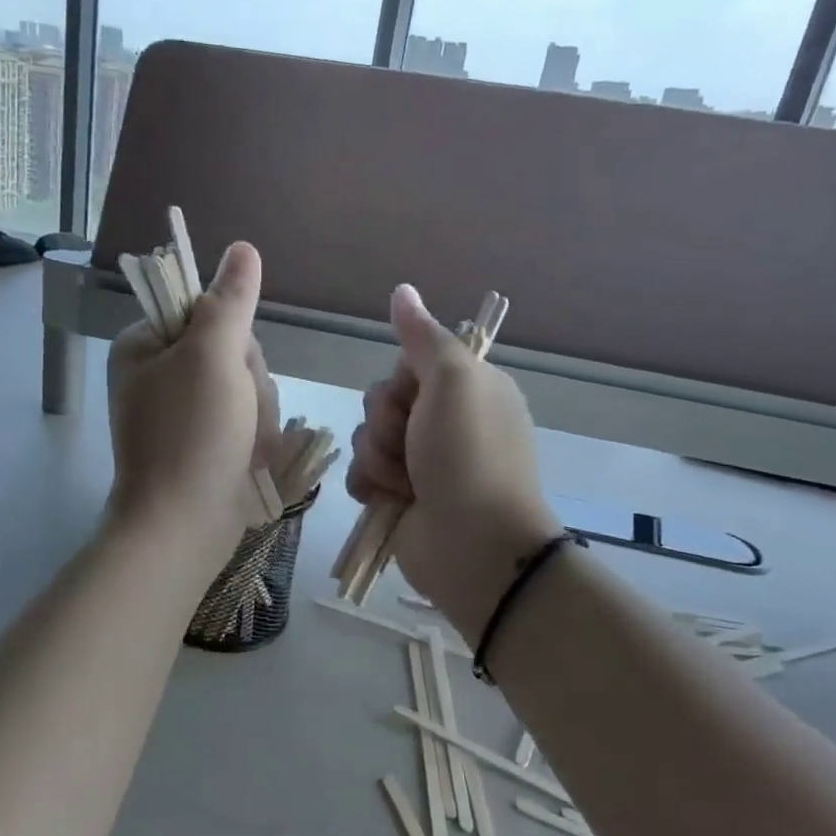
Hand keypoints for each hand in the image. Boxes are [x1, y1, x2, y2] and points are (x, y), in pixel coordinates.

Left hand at [107, 242, 266, 545]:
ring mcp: (180, 413)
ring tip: (245, 445)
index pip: (208, 312)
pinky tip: (250, 459)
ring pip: (245, 388)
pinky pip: (244, 421)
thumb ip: (230, 300)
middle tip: (239, 413)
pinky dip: (253, 439)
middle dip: (249, 383)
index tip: (231, 367)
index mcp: (144, 345)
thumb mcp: (213, 356)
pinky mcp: (201, 444)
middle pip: (231, 351)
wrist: (182, 528)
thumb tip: (242, 248)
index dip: (234, 338)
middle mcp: (157, 374)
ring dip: (257, 414)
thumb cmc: (192, 435)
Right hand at [346, 285, 563, 636]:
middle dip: (387, 423)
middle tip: (415, 445)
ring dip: (380, 459)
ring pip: (366, 437)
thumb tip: (402, 289)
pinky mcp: (397, 495)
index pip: (408, 364)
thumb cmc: (470, 455)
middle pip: (381, 399)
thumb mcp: (455, 382)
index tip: (418, 396)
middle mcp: (443, 421)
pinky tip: (390, 500)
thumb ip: (424, 337)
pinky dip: (371, 485)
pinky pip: (361, 473)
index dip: (403, 381)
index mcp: (466, 389)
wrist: (474, 545)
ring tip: (408, 483)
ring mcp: (419, 461)